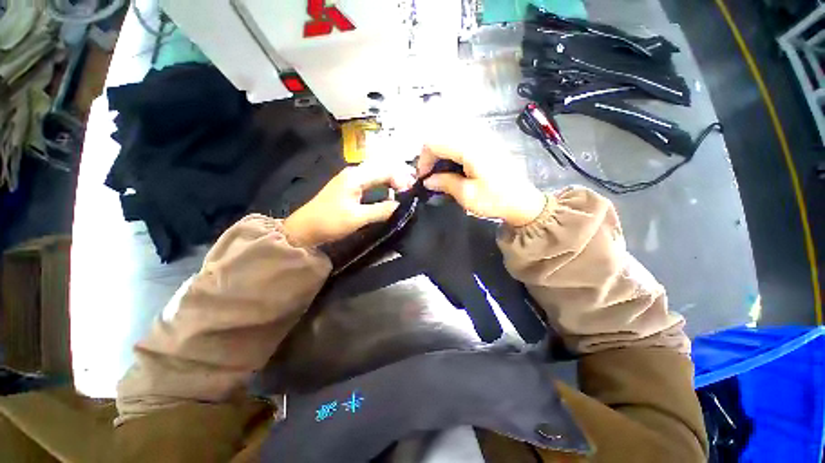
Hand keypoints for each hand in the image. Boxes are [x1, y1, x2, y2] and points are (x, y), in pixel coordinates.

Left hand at [283, 161, 415, 246]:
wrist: (304, 229)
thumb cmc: (329, 222)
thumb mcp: (357, 218)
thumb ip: (381, 211)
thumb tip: (403, 206)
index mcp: (356, 175)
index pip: (387, 169)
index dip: (402, 179)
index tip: (412, 194)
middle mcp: (354, 172)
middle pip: (382, 168)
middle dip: (399, 178)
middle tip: (411, 194)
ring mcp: (350, 179)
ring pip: (377, 175)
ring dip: (391, 183)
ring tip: (403, 196)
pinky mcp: (347, 187)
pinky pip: (370, 182)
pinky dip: (381, 187)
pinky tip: (388, 198)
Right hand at [416, 145, 545, 226]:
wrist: (524, 202)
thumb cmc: (496, 200)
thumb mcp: (468, 196)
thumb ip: (445, 183)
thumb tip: (428, 180)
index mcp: (469, 148)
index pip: (434, 143)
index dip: (424, 159)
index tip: (424, 177)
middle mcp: (475, 136)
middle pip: (441, 135)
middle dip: (432, 154)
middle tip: (432, 175)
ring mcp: (483, 137)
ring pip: (451, 134)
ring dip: (443, 151)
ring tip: (443, 171)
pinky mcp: (488, 141)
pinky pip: (463, 137)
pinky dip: (454, 149)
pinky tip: (457, 165)